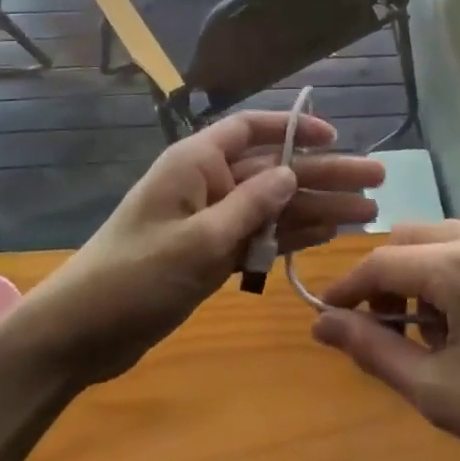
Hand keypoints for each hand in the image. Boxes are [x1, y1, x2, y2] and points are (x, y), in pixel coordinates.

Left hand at [25, 111, 383, 383]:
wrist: (82, 333)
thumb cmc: (134, 276)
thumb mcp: (197, 241)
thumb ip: (249, 206)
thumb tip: (291, 172)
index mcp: (196, 163)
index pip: (251, 129)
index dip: (294, 127)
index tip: (336, 136)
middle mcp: (207, 183)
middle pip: (274, 170)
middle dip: (324, 175)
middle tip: (376, 182)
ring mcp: (211, 219)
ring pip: (273, 205)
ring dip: (318, 208)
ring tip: (367, 213)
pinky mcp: (211, 253)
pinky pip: (260, 235)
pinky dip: (291, 235)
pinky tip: (328, 234)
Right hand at [311, 220, 459, 460]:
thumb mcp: (439, 392)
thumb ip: (373, 351)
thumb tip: (321, 324)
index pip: (382, 262)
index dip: (348, 289)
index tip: (325, 316)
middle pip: (409, 240)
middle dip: (385, 279)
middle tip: (384, 332)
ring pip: (440, 238)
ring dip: (419, 275)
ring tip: (431, 333)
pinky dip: (452, 271)